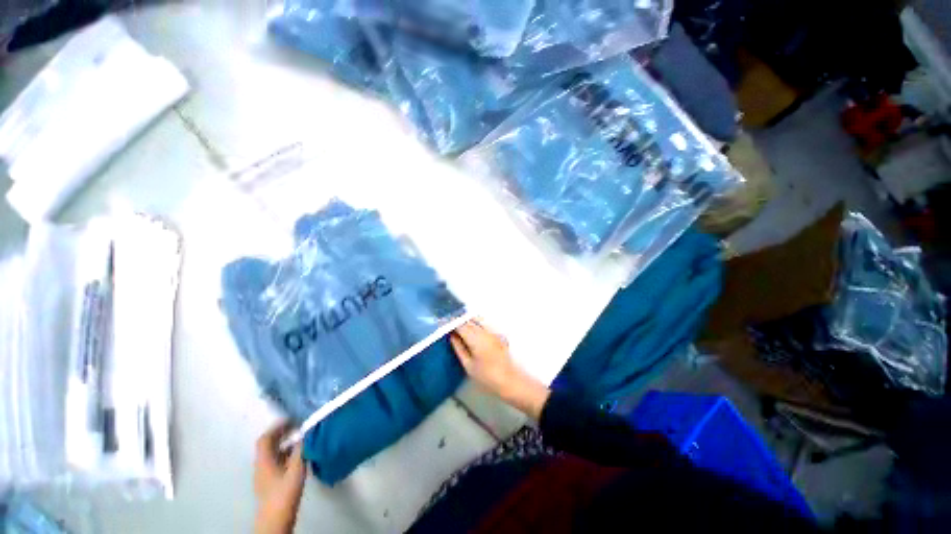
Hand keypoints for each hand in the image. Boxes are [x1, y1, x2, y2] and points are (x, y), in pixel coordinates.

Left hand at [254, 422, 305, 533]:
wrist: (276, 518)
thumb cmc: (285, 492)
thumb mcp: (296, 469)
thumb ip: (301, 449)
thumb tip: (306, 432)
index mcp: (264, 460)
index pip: (265, 438)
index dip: (277, 427)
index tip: (292, 419)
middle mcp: (261, 465)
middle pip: (268, 445)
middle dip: (282, 433)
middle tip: (298, 426)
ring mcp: (264, 474)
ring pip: (272, 453)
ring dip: (284, 443)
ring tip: (300, 439)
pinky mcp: (269, 482)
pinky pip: (275, 461)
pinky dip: (285, 454)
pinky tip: (297, 456)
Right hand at [451, 320, 549, 419]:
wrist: (509, 381)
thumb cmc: (486, 377)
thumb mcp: (468, 365)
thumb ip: (459, 348)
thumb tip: (452, 336)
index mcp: (476, 338)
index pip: (461, 325)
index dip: (451, 322)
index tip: (442, 321)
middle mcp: (484, 331)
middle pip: (469, 321)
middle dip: (458, 320)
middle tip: (447, 322)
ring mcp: (492, 332)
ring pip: (477, 320)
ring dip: (467, 320)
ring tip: (457, 324)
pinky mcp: (497, 334)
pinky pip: (483, 324)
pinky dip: (475, 323)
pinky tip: (470, 328)